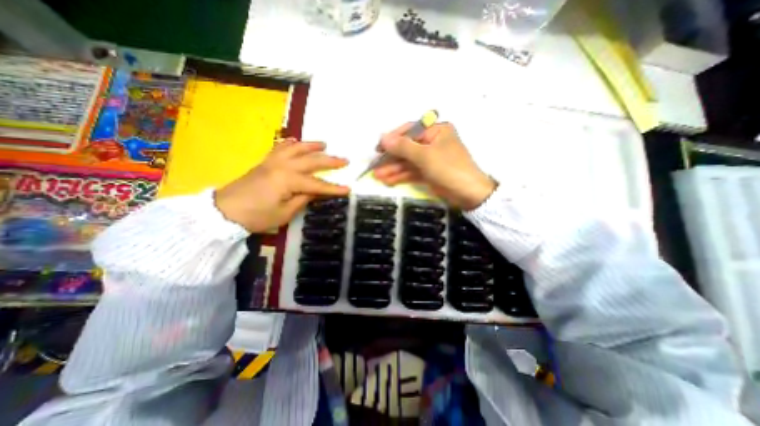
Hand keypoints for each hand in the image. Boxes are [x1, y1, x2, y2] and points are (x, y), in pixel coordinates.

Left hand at [216, 140, 347, 232]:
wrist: (224, 212)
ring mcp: (273, 162)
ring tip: (324, 144)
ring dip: (312, 146)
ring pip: (296, 148)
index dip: (334, 188)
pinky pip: (280, 148)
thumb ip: (304, 199)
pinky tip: (296, 142)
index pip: (318, 184)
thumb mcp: (285, 213)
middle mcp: (283, 166)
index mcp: (289, 180)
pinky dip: (291, 143)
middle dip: (330, 161)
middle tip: (344, 160)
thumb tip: (317, 191)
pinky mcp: (265, 162)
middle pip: (311, 161)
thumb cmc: (257, 216)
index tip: (348, 189)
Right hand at [373, 121, 492, 209]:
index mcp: (436, 131)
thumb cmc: (449, 168)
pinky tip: (388, 181)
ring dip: (393, 169)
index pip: (409, 130)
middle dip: (390, 158)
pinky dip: (401, 176)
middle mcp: (432, 142)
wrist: (468, 194)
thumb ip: (403, 147)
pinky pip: (411, 171)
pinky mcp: (428, 172)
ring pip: (407, 161)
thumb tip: (382, 138)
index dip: (392, 139)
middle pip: (406, 148)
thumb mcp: (425, 156)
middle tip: (374, 166)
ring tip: (377, 176)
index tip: (378, 148)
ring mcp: (430, 158)